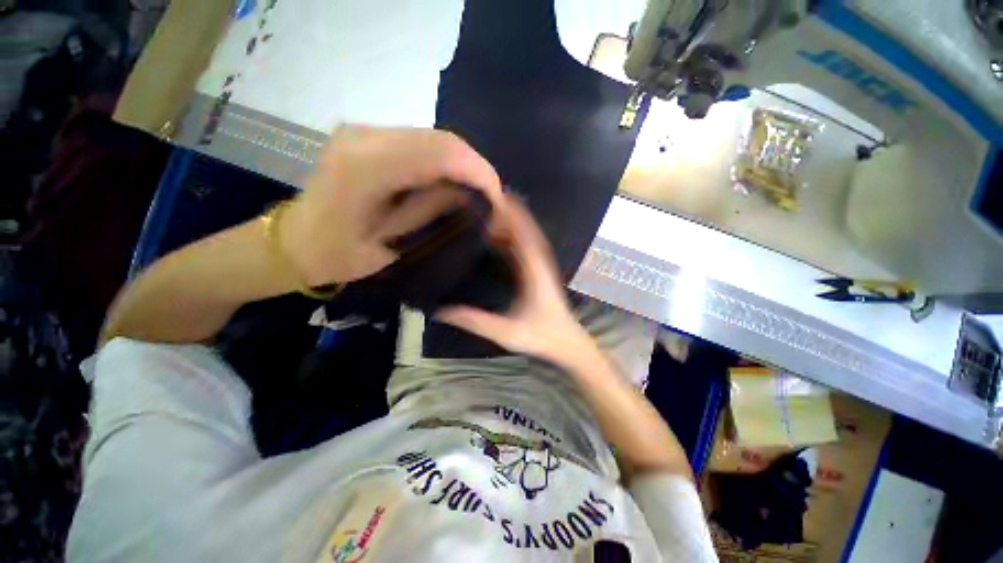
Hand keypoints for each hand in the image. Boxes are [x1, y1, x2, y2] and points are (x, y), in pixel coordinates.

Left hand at [280, 126, 502, 285]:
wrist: (296, 242)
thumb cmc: (339, 254)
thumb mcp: (392, 244)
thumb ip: (431, 212)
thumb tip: (470, 196)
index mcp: (365, 167)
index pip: (440, 153)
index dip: (477, 172)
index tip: (497, 200)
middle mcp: (364, 136)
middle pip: (440, 139)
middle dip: (474, 167)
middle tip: (491, 198)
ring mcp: (365, 132)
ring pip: (433, 138)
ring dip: (461, 164)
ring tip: (477, 192)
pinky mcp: (369, 137)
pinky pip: (420, 143)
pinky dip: (444, 162)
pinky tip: (452, 182)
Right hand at [437, 196, 592, 365]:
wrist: (568, 344)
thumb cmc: (542, 337)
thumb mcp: (507, 332)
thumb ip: (476, 322)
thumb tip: (441, 311)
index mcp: (535, 271)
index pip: (523, 234)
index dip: (511, 214)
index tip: (495, 196)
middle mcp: (540, 263)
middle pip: (527, 229)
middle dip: (510, 211)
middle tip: (488, 197)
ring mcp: (542, 266)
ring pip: (529, 236)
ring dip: (515, 220)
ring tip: (494, 208)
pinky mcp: (541, 272)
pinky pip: (529, 247)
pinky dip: (518, 235)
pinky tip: (504, 234)